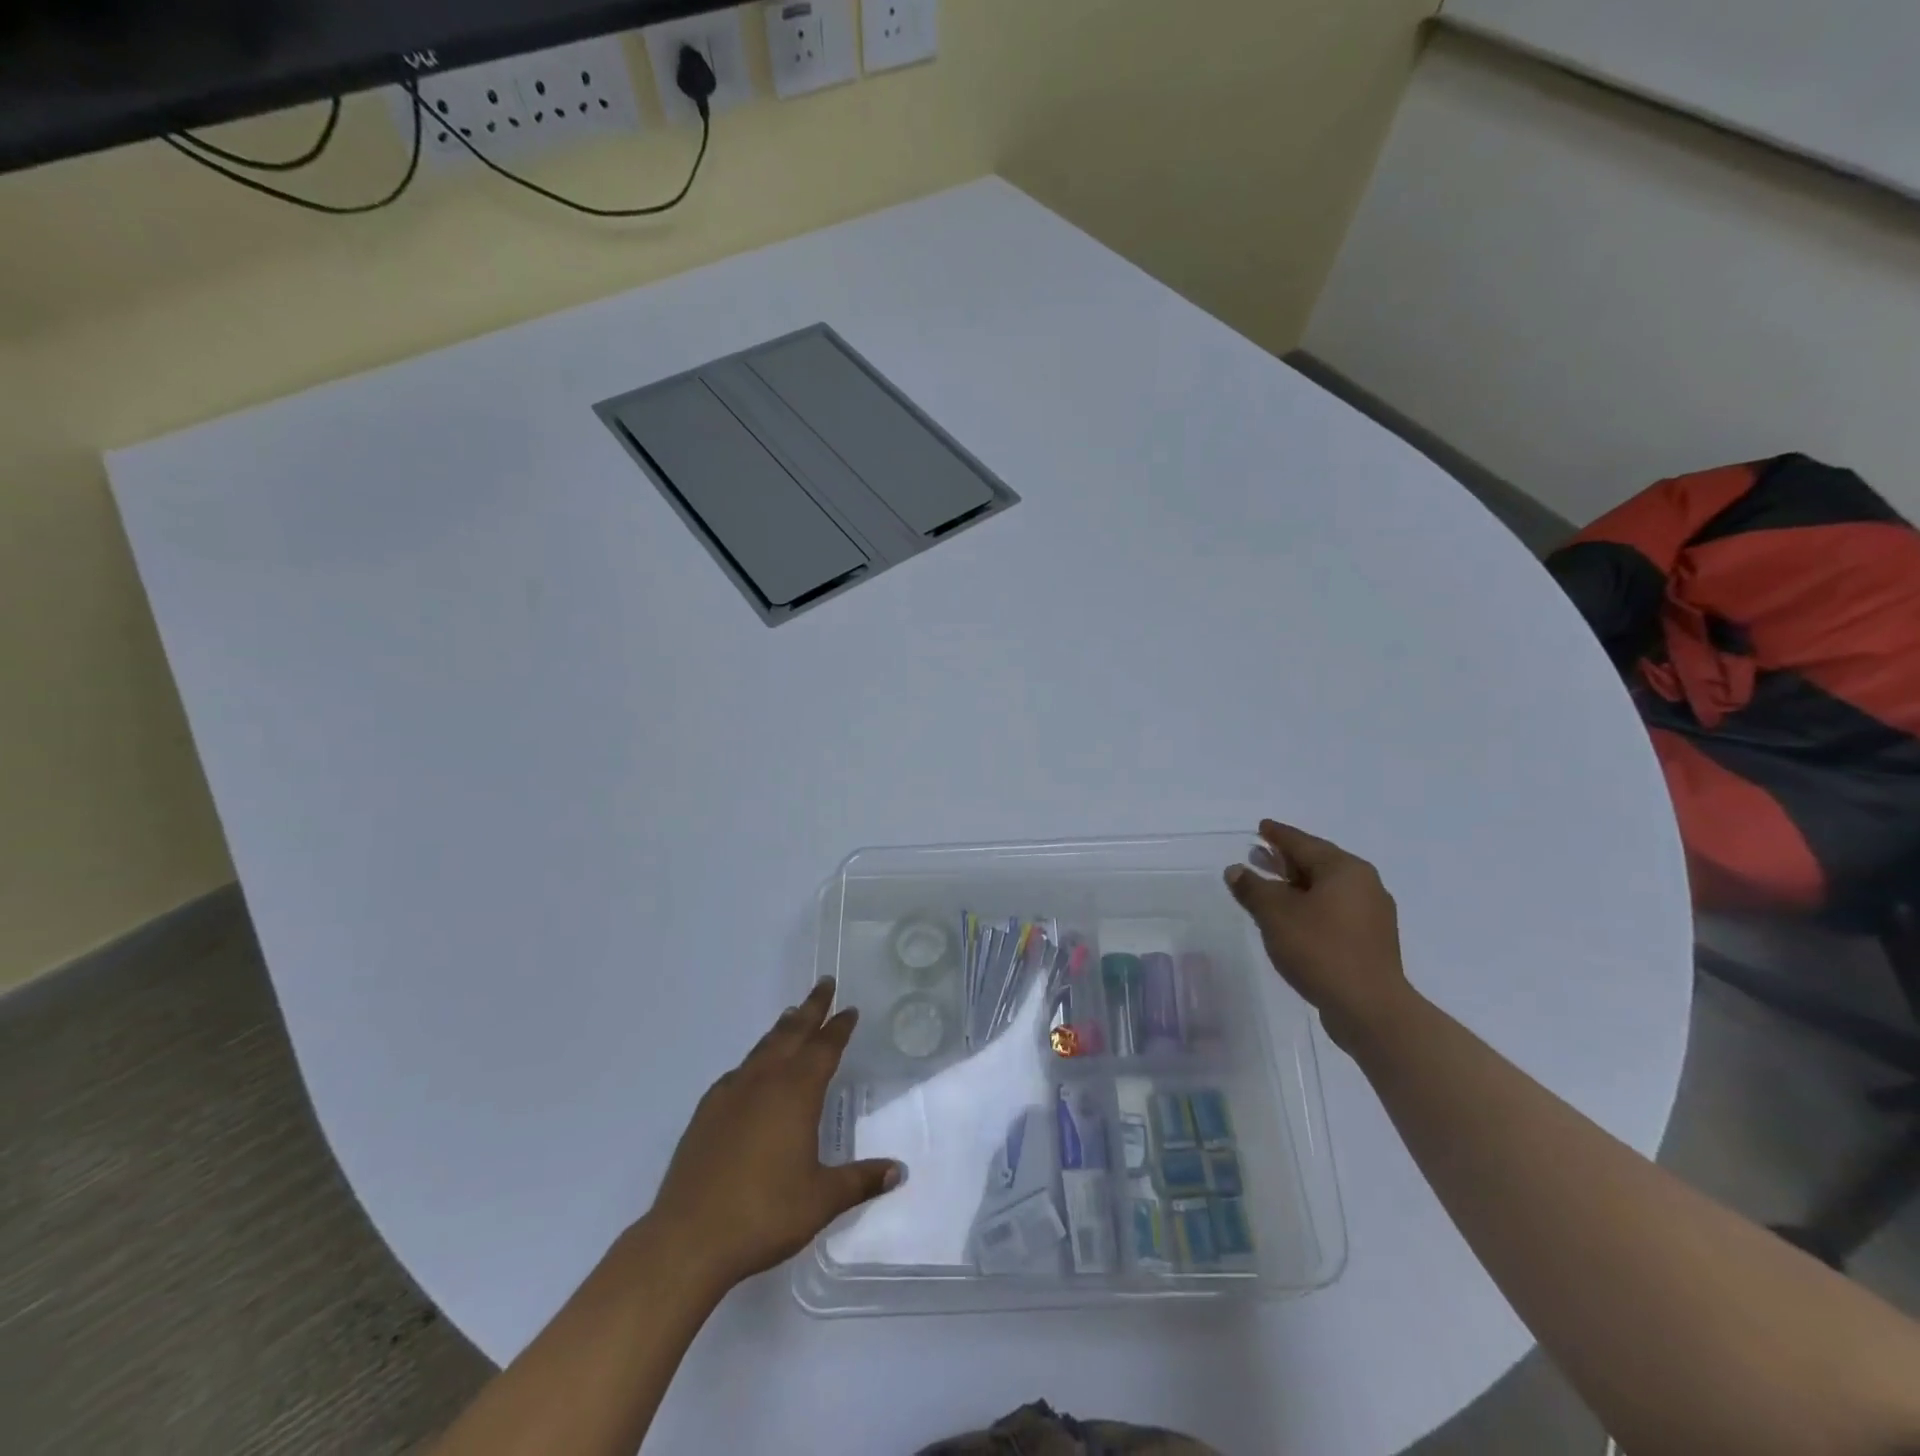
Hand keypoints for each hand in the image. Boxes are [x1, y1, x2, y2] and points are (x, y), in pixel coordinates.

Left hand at [648, 978, 901, 1293]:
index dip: (839, 1027)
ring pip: (763, 1048)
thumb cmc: (764, 1213)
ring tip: (791, 1014)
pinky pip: (738, 1072)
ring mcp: (730, 1094)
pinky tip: (751, 1070)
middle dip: (811, 1008)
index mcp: (796, 1093)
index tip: (849, 1009)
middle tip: (824, 984)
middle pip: (792, 1033)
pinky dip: (753, 1060)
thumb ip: (860, 1180)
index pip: (824, 1048)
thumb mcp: (822, 1200)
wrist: (688, 1239)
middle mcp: (764, 1082)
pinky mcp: (706, 1113)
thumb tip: (899, 1171)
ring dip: (781, 1029)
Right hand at [1225, 819, 1417, 1051]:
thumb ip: (1253, 888)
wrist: (1370, 1009)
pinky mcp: (1370, 941)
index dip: (1278, 834)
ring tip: (1269, 886)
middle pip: (1318, 863)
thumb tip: (1236, 870)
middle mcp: (1364, 884)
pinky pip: (1334, 910)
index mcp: (1345, 869)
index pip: (1304, 843)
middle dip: (1286, 859)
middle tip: (1259, 854)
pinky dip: (1310, 905)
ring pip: (1326, 888)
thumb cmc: (1320, 950)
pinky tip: (1292, 918)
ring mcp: (1371, 914)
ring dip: (1296, 885)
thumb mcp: (1276, 914)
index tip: (1261, 827)